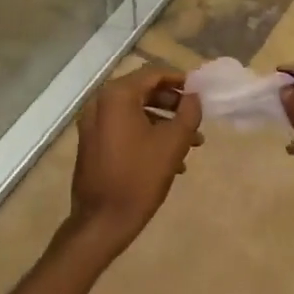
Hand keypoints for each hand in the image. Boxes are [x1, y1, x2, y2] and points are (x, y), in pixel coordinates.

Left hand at [63, 65, 203, 261]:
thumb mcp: (172, 143)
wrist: (102, 220)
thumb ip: (188, 113)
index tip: (200, 91)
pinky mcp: (93, 143)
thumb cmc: (139, 177)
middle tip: (196, 118)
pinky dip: (147, 135)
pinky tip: (171, 160)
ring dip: (164, 123)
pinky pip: (124, 128)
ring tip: (192, 144)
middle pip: (144, 91)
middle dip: (173, 104)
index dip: (179, 79)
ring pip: (135, 112)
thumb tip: (194, 96)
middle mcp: (100, 103)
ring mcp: (93, 124)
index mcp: (117, 96)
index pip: (153, 73)